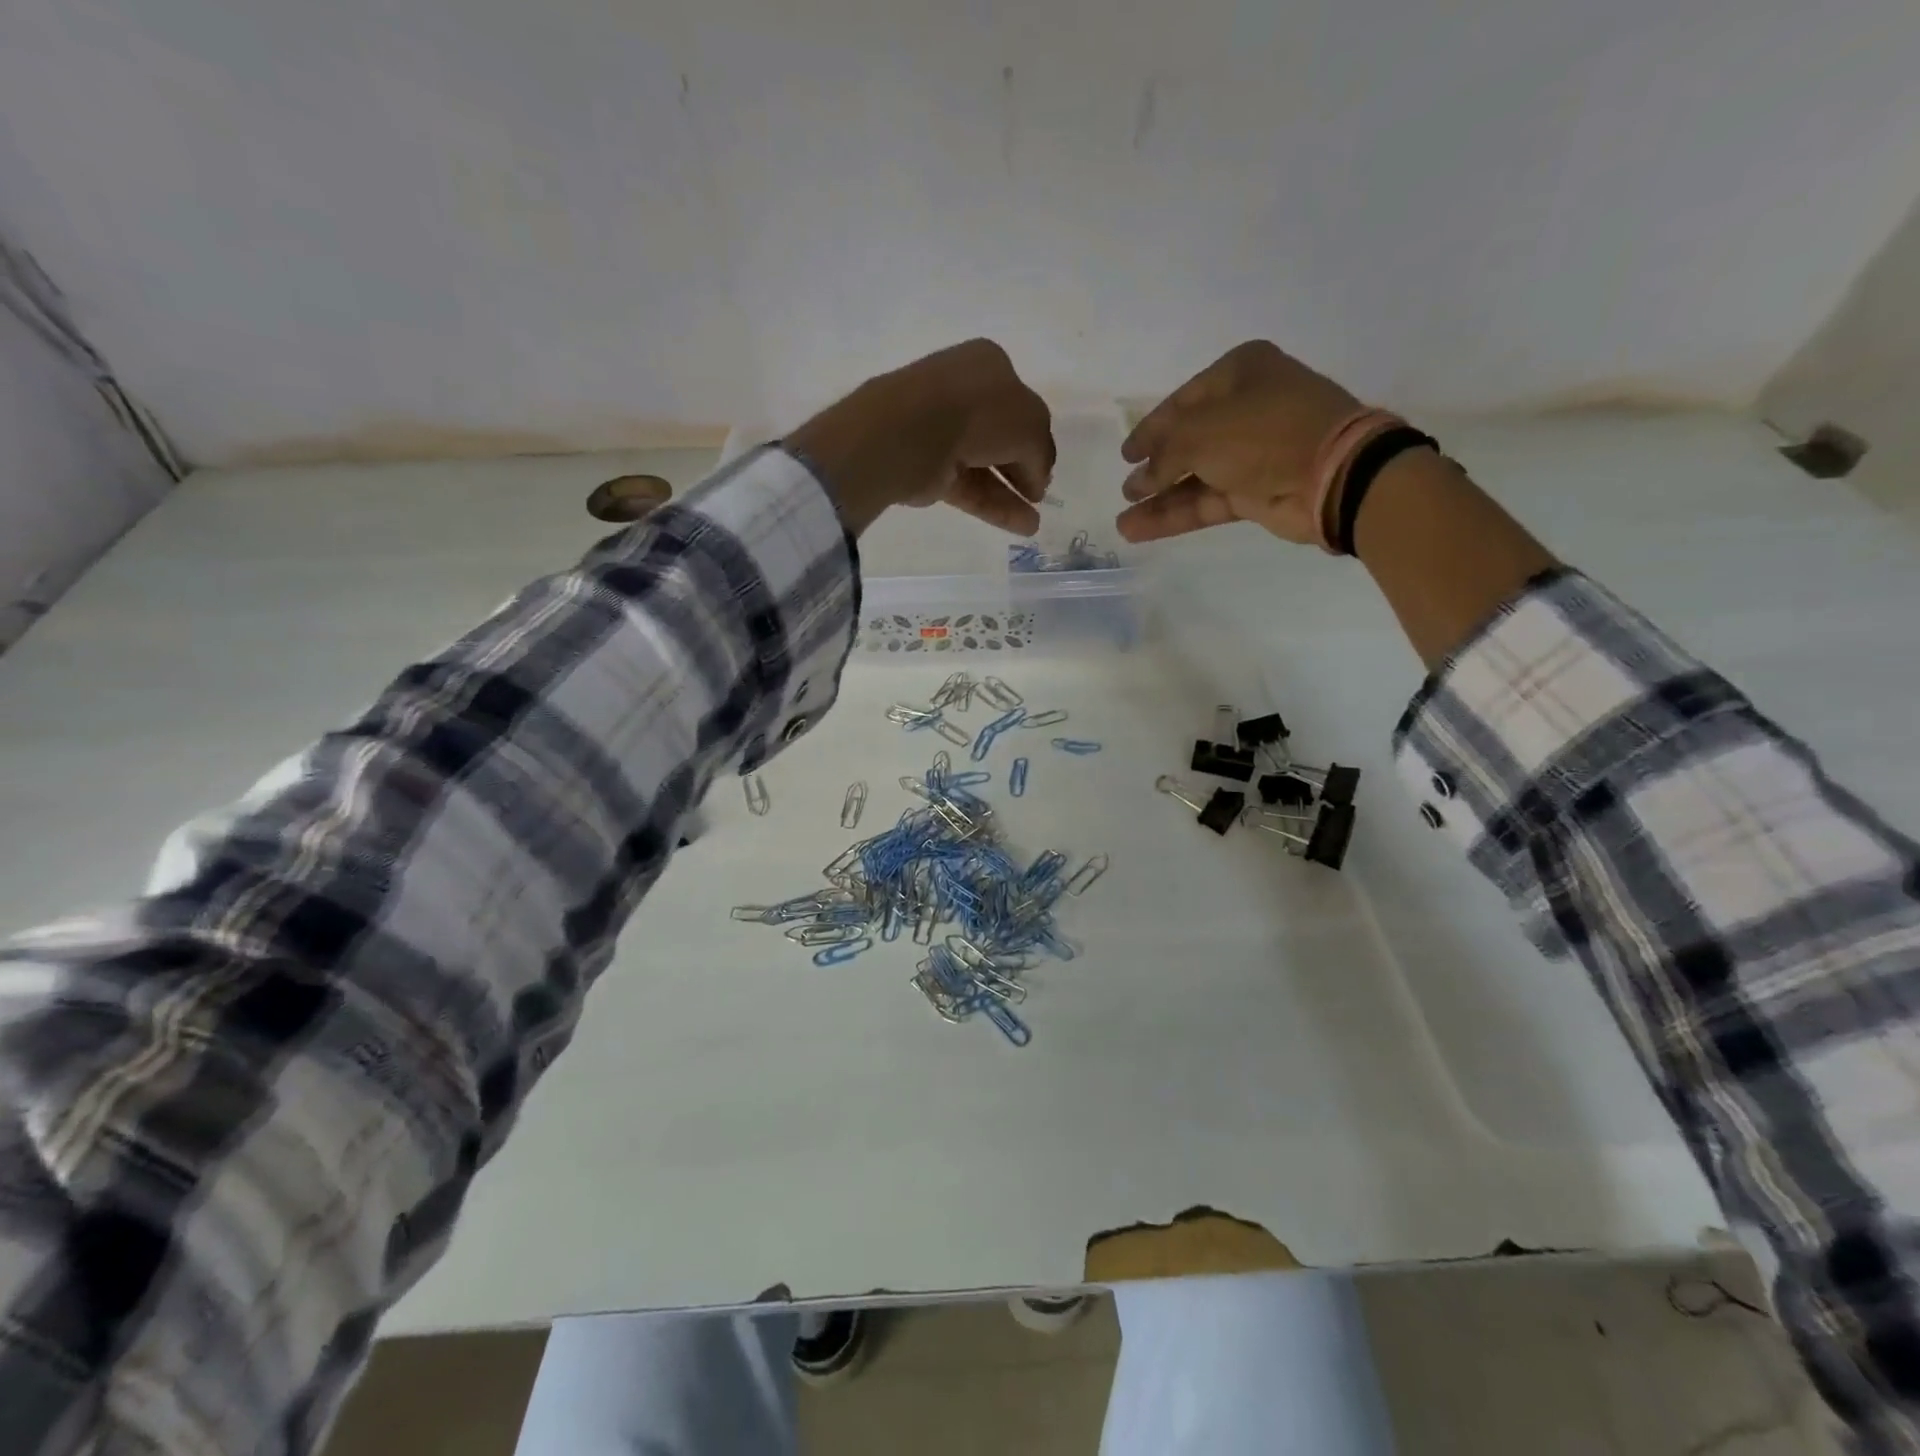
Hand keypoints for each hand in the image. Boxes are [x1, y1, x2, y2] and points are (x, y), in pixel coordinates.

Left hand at [788, 339, 1054, 536]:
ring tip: (1034, 522)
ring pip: (985, 464)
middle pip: (1001, 435)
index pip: (1021, 404)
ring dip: (1012, 493)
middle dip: (1023, 466)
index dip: (1036, 436)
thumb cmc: (979, 411)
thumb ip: (1041, 451)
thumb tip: (1036, 479)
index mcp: (988, 365)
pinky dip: (994, 505)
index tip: (1045, 468)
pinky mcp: (928, 466)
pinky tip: (1021, 526)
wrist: (911, 431)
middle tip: (1037, 494)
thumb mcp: (1031, 424)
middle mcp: (963, 392)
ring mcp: (942, 430)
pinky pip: (969, 487)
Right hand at [1115, 341, 1363, 545]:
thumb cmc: (1263, 434)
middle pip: (1187, 441)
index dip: (1150, 429)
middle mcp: (1246, 409)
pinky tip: (1137, 529)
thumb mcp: (1200, 432)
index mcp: (1240, 373)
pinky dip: (1175, 515)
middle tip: (1127, 488)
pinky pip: (1206, 501)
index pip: (1182, 401)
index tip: (1126, 454)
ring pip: (1194, 477)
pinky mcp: (1256, 492)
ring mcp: (1252, 454)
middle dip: (1154, 468)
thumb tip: (1142, 479)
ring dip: (1158, 499)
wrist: (1331, 475)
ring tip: (1123, 519)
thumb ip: (1163, 453)